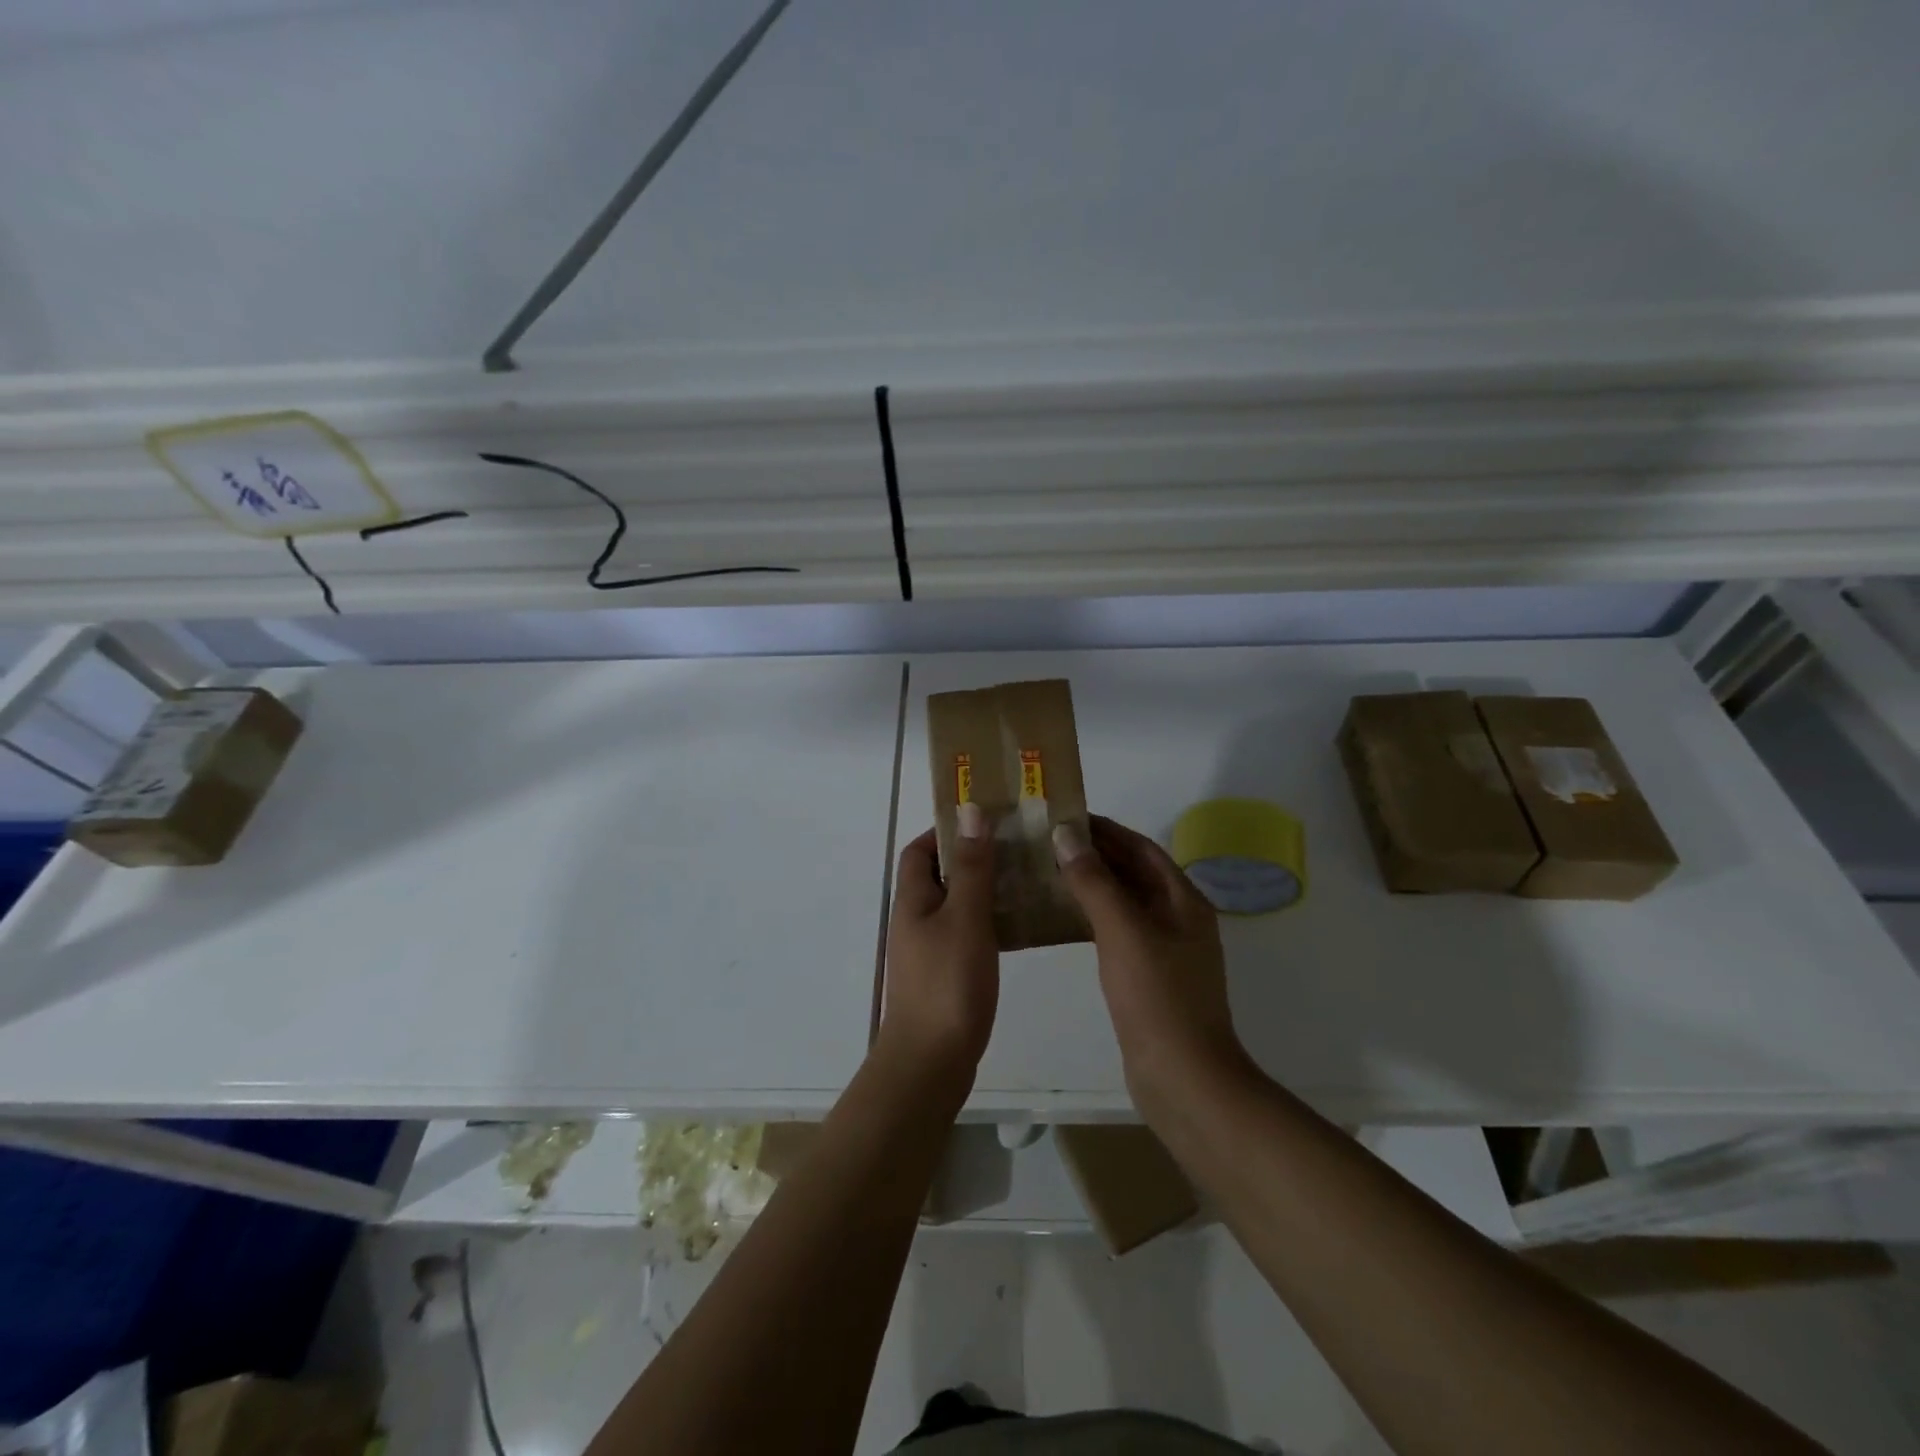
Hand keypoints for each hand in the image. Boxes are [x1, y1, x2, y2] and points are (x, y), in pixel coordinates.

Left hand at [877, 807, 999, 1085]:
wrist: (931, 1062)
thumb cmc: (947, 983)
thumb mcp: (965, 917)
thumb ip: (972, 866)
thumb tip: (969, 810)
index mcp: (913, 899)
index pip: (920, 850)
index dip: (946, 831)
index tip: (985, 822)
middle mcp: (916, 920)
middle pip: (940, 875)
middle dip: (973, 857)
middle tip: (1016, 848)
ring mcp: (929, 950)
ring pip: (956, 906)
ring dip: (985, 890)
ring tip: (1026, 879)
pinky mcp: (945, 975)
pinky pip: (966, 935)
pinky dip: (989, 923)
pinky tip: (1020, 927)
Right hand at [1053, 815, 1247, 1103]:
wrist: (1183, 1079)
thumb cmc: (1157, 997)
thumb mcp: (1123, 931)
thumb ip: (1094, 881)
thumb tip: (1067, 834)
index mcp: (1183, 901)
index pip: (1141, 848)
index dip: (1106, 830)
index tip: (1065, 816)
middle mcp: (1177, 919)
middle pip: (1133, 873)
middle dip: (1095, 855)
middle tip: (1047, 842)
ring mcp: (1164, 950)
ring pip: (1123, 903)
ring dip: (1090, 885)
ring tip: (1046, 872)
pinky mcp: (1147, 977)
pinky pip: (1116, 932)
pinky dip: (1091, 918)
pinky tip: (1061, 919)